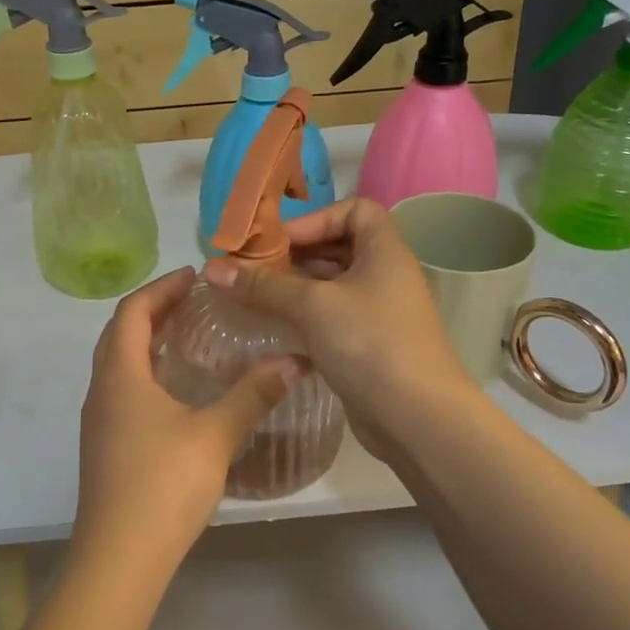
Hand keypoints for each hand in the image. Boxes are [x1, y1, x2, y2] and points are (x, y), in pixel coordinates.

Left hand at [73, 268, 302, 580]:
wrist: (118, 558)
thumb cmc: (163, 486)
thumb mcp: (215, 436)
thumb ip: (252, 395)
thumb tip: (293, 361)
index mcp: (120, 375)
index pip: (132, 311)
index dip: (161, 287)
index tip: (194, 276)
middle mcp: (101, 389)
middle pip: (120, 332)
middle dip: (154, 309)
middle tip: (194, 300)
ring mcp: (98, 420)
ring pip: (118, 362)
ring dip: (146, 340)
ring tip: (188, 336)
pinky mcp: (104, 445)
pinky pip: (121, 388)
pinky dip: (145, 371)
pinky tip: (176, 390)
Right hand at [203, 198, 475, 465]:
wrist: (417, 419)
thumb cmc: (371, 344)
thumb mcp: (313, 306)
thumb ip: (263, 285)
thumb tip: (212, 268)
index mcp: (384, 251)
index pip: (355, 210)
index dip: (316, 218)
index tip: (279, 242)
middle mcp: (384, 275)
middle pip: (336, 248)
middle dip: (293, 255)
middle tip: (250, 269)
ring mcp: (376, 313)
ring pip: (329, 287)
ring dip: (292, 289)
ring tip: (251, 296)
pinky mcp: (366, 346)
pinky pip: (329, 319)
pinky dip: (302, 318)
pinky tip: (270, 328)